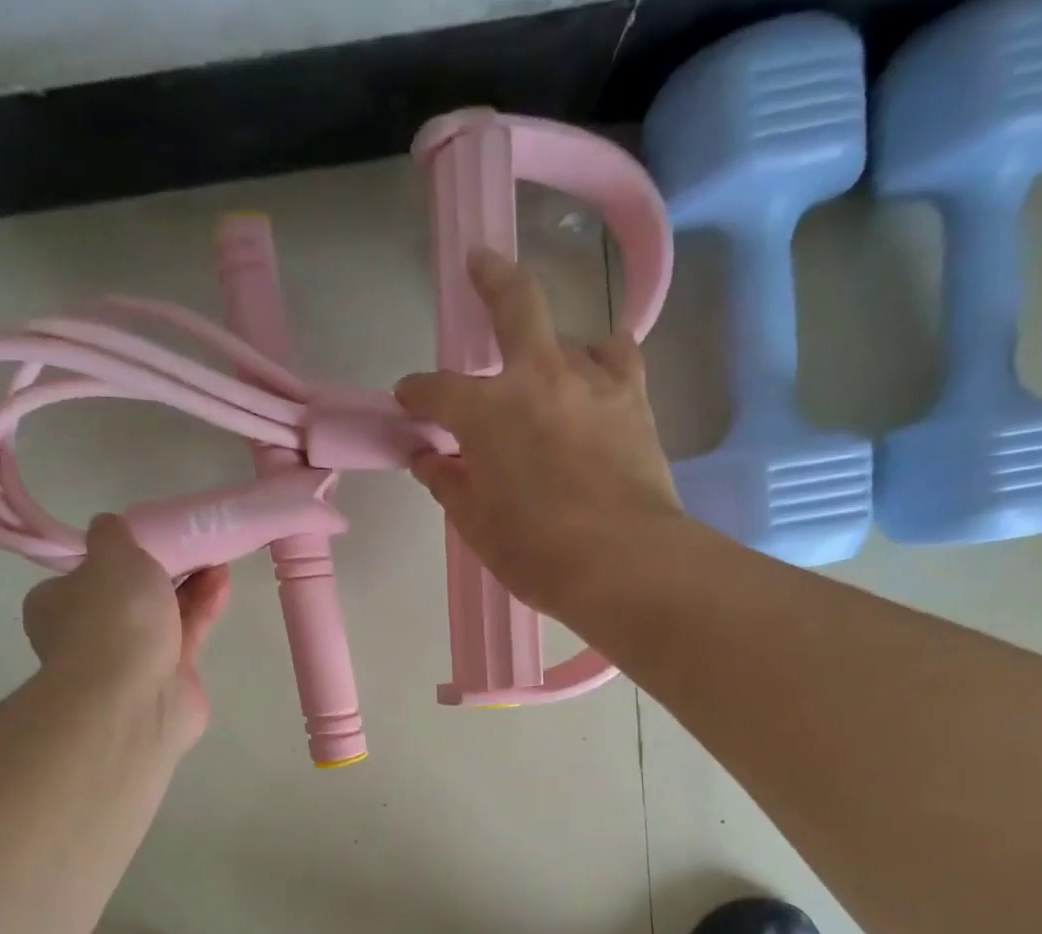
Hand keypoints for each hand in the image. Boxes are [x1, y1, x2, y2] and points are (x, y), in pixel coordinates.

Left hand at [23, 514, 231, 752]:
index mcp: (58, 605)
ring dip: (190, 586)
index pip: (84, 576)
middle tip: (190, 546)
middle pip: (130, 596)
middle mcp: (91, 634)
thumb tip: (109, 527)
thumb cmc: (113, 619)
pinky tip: (222, 584)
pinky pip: (188, 635)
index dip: (115, 557)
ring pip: (163, 615)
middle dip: (163, 571)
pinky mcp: (171, 678)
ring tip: (218, 559)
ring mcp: (132, 661)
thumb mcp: (111, 555)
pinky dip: (204, 608)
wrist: (135, 698)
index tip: (146, 540)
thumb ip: (112, 535)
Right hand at [394, 248, 684, 619]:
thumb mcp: (476, 525)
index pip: (437, 391)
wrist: (624, 562)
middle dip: (490, 278)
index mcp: (486, 412)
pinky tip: (596, 374)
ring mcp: (591, 380)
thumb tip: (429, 460)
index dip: (416, 394)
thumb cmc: (536, 552)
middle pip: (514, 304)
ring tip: (544, 368)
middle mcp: (537, 377)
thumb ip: (449, 484)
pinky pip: (617, 355)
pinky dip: (601, 357)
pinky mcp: (634, 398)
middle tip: (478, 263)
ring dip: (548, 347)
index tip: (407, 400)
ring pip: (566, 336)